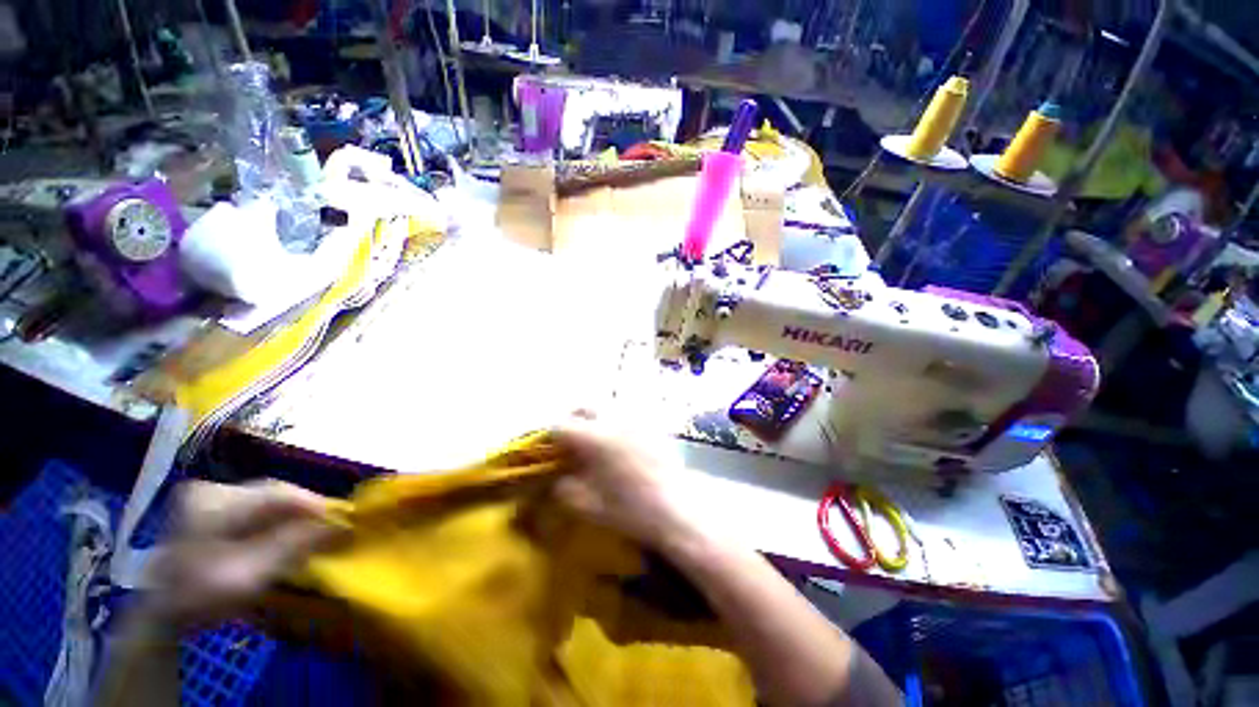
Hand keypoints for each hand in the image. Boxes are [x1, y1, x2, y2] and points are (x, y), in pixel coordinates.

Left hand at [146, 479, 341, 626]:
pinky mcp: (211, 506)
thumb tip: (341, 525)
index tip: (342, 521)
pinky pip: (256, 505)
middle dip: (304, 510)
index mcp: (212, 504)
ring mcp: (209, 496)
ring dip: (292, 515)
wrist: (162, 613)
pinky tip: (286, 533)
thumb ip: (293, 546)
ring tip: (312, 531)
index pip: (276, 495)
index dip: (313, 506)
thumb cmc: (202, 597)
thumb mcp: (250, 576)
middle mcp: (211, 490)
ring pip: (267, 498)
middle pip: (272, 493)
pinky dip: (276, 518)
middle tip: (329, 528)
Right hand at [551, 415, 701, 551]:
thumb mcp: (589, 507)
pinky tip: (623, 445)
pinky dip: (617, 424)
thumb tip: (558, 479)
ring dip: (596, 420)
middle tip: (573, 441)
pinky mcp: (652, 424)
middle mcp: (613, 420)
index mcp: (594, 438)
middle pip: (585, 407)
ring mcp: (635, 419)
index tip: (552, 450)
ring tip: (598, 442)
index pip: (562, 426)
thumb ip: (565, 490)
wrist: (676, 507)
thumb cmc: (630, 509)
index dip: (551, 437)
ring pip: (607, 407)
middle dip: (574, 420)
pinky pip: (628, 416)